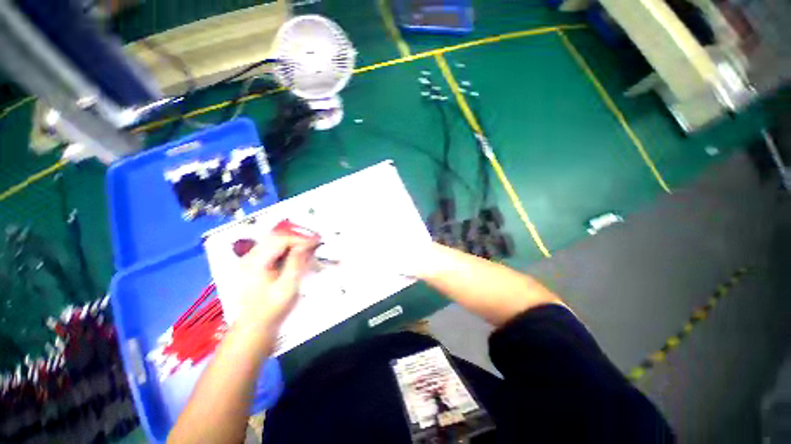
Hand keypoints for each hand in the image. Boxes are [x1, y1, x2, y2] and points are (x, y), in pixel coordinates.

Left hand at [235, 234, 317, 333]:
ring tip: (308, 250)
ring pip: (274, 243)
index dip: (300, 239)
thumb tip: (306, 244)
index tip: (317, 242)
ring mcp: (250, 262)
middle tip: (314, 244)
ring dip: (293, 244)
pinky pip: (272, 251)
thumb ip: (296, 262)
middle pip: (276, 238)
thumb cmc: (272, 309)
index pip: (281, 240)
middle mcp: (250, 258)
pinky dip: (287, 251)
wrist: (254, 328)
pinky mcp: (254, 267)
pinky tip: (297, 257)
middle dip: (297, 239)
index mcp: (255, 262)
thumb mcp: (288, 286)